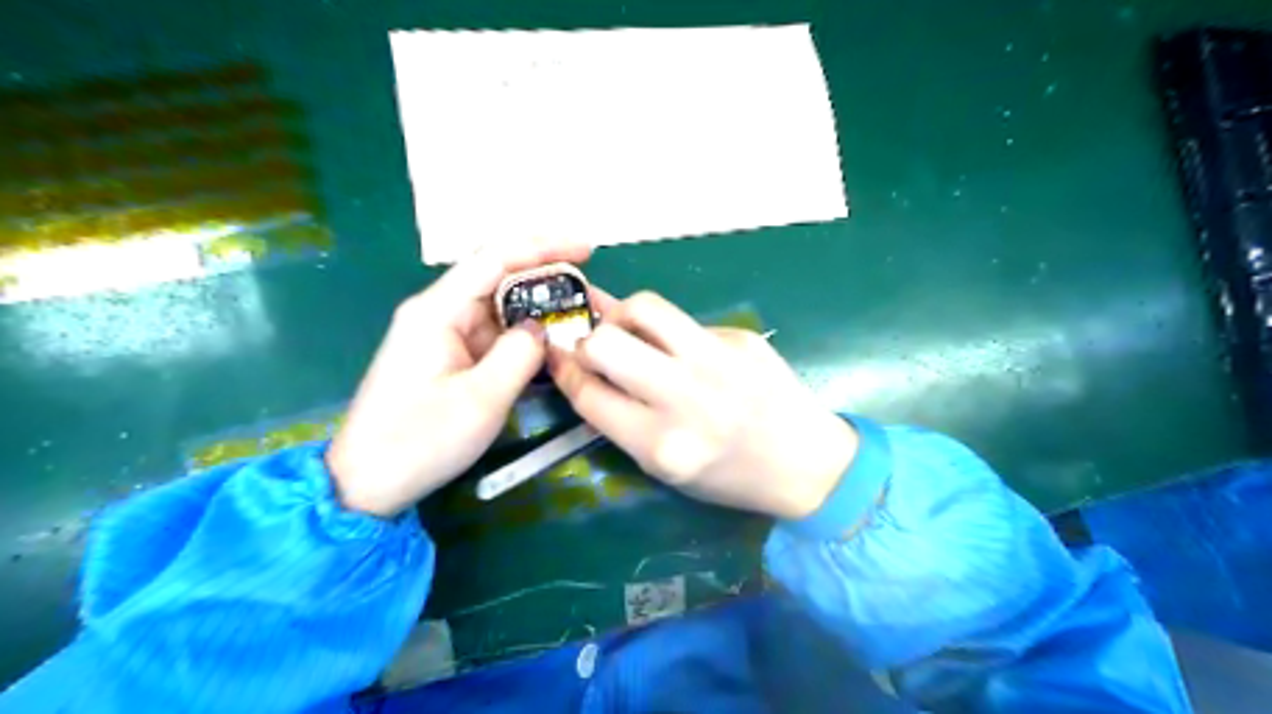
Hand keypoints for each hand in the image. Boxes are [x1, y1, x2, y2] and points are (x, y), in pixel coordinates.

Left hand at [325, 244, 587, 515]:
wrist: (366, 484)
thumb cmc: (419, 441)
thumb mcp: (481, 400)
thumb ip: (520, 355)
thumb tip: (542, 328)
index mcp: (438, 311)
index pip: (495, 258)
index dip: (543, 247)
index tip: (587, 250)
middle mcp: (438, 312)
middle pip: (498, 278)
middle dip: (545, 277)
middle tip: (589, 289)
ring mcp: (442, 335)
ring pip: (498, 309)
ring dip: (537, 310)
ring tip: (578, 316)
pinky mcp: (448, 358)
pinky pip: (492, 335)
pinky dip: (522, 337)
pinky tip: (550, 345)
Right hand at [551, 291, 859, 519]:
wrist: (808, 464)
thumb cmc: (730, 477)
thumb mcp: (666, 469)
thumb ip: (621, 419)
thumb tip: (583, 368)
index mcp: (661, 445)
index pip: (588, 395)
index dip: (564, 370)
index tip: (558, 356)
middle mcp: (685, 397)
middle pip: (606, 343)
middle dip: (586, 340)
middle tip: (594, 345)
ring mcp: (716, 360)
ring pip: (644, 307)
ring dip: (623, 315)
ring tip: (629, 329)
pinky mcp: (740, 337)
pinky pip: (685, 321)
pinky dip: (671, 332)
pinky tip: (686, 352)